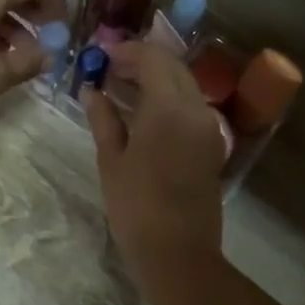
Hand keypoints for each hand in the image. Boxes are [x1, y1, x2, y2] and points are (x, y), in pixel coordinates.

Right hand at [84, 40, 224, 286]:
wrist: (179, 253)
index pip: (152, 58)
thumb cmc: (136, 207)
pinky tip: (144, 113)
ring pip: (184, 85)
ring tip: (122, 89)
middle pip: (172, 67)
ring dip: (157, 79)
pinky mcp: (212, 145)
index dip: (126, 51)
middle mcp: (196, 109)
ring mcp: (209, 127)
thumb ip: (103, 119)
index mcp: (169, 108)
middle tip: (110, 69)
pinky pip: (191, 107)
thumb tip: (91, 90)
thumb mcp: (112, 160)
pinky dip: (169, 99)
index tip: (102, 56)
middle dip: (142, 61)